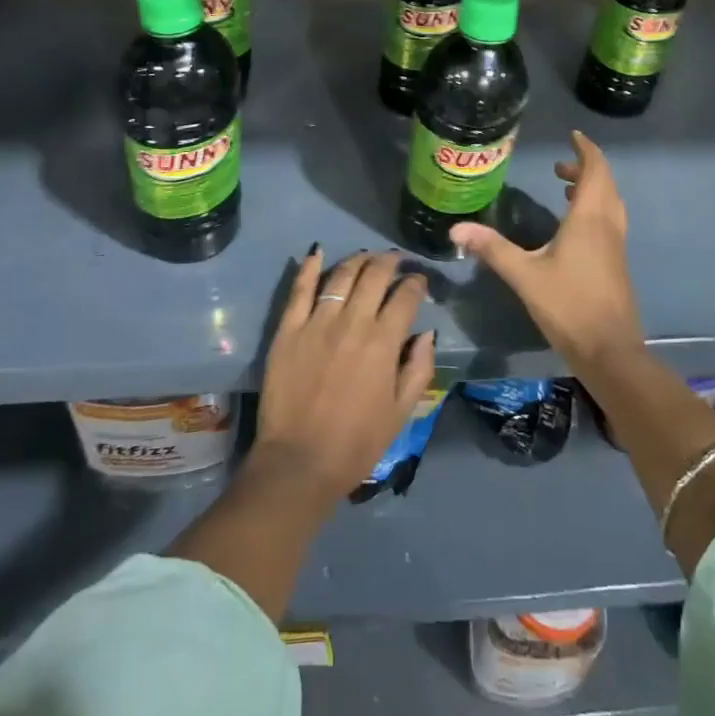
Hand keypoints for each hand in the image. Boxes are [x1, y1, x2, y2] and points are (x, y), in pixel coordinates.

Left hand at [253, 248, 436, 504]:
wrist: (298, 463)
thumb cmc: (356, 443)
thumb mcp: (401, 413)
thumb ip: (418, 368)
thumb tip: (426, 333)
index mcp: (383, 342)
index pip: (406, 296)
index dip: (416, 283)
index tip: (419, 281)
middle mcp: (352, 322)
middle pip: (374, 275)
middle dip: (390, 262)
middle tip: (395, 261)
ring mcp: (317, 322)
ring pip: (341, 275)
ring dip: (358, 260)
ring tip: (366, 257)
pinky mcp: (288, 329)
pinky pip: (300, 289)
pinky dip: (310, 267)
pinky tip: (318, 252)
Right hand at [451, 131, 644, 377]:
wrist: (610, 351)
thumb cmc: (568, 305)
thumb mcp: (524, 275)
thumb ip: (492, 248)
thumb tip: (456, 228)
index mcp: (589, 218)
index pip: (595, 170)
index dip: (586, 149)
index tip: (572, 135)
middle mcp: (608, 224)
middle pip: (605, 183)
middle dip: (585, 168)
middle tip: (559, 166)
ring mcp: (616, 244)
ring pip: (610, 202)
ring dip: (592, 188)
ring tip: (564, 189)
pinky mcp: (617, 262)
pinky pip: (610, 220)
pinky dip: (595, 208)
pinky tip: (573, 227)